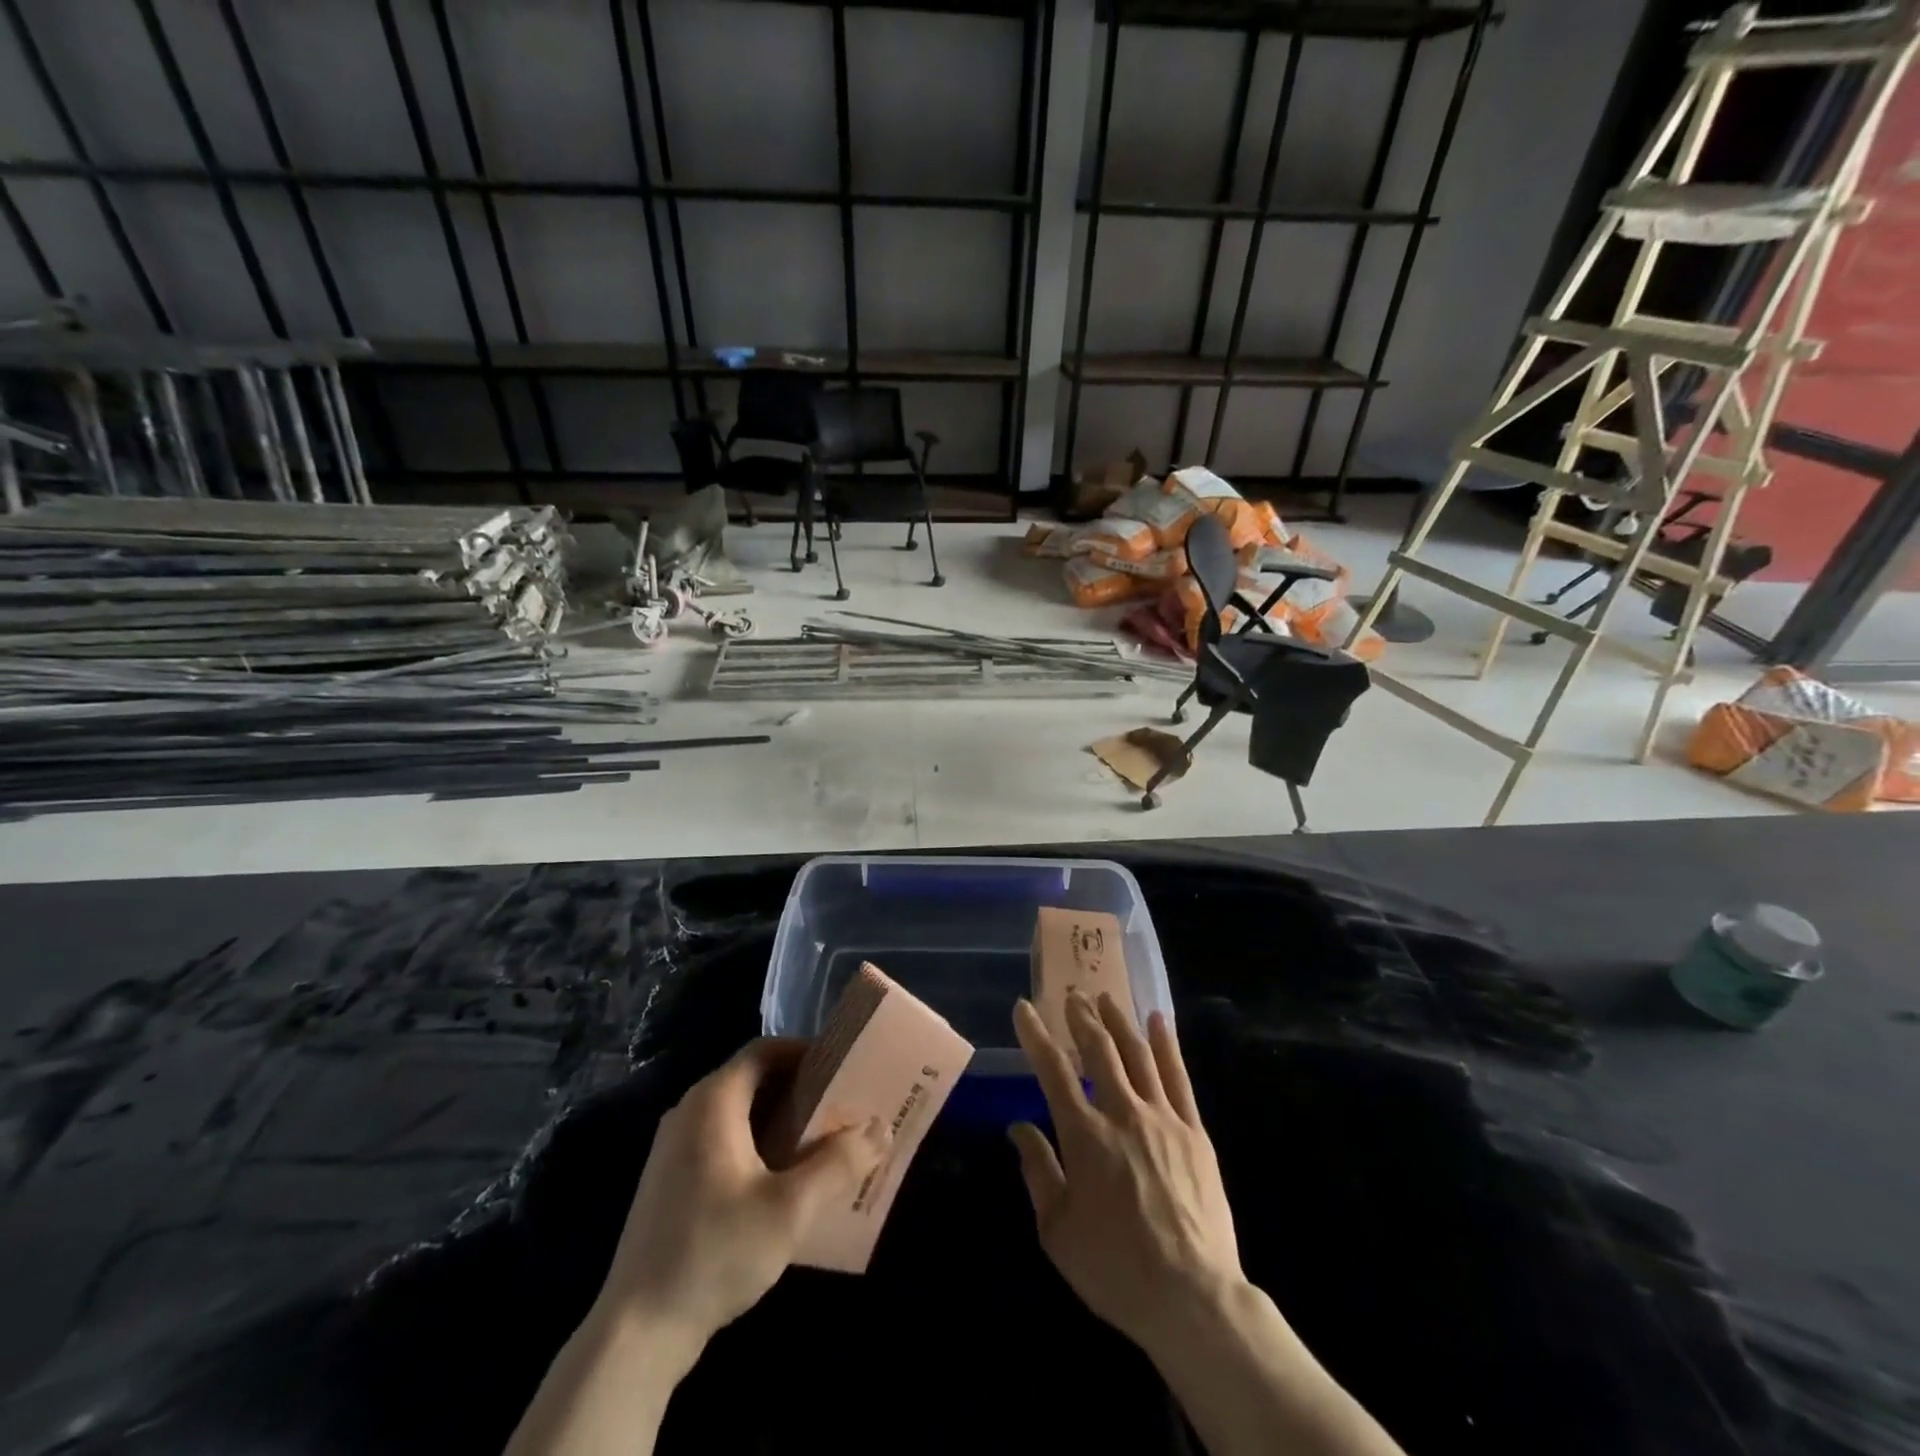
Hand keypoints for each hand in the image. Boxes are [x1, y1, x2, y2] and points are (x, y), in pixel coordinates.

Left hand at [596, 1037, 888, 1364]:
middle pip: (753, 1080)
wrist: (635, 1334)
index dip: (805, 1052)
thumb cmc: (715, 1253)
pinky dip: (757, 1146)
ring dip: (780, 1121)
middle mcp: (689, 1112)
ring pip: (739, 1114)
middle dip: (799, 1090)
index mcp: (713, 1101)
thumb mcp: (790, 1209)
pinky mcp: (671, 1182)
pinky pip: (723, 1142)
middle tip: (841, 1109)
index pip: (765, 1050)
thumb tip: (881, 1128)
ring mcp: (674, 1148)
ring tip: (822, 1145)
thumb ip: (839, 1163)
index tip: (843, 1070)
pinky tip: (783, 1183)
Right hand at [1009, 993, 1241, 1359]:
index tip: (1024, 1007)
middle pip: (1099, 1051)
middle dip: (1081, 1018)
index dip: (1035, 1035)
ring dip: (1118, 1021)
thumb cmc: (1116, 1268)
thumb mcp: (1058, 1231)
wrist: (1193, 1297)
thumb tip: (1018, 1128)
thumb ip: (1038, 1171)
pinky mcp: (1195, 1131)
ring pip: (1137, 1054)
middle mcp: (1122, 1114)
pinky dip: (1166, 1044)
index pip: (1052, 1071)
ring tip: (1105, 998)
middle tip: (1071, 995)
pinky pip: (1178, 1077)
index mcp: (1084, 1137)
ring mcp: (1163, 1118)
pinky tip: (1158, 1021)